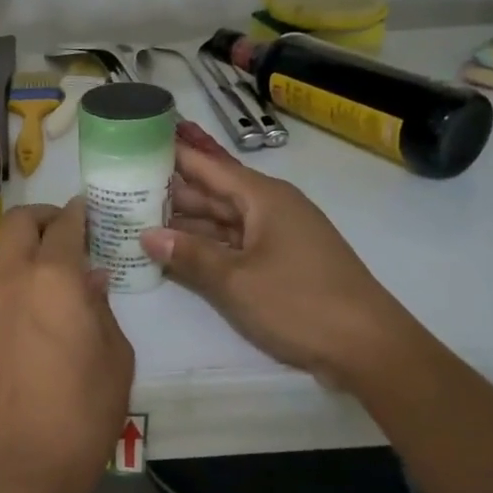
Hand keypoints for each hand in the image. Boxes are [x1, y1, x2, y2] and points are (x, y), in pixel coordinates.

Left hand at [0, 200, 133, 492]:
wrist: (28, 462)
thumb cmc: (86, 407)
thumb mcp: (116, 354)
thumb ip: (101, 307)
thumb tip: (90, 280)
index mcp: (53, 278)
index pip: (64, 224)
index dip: (80, 211)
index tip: (92, 209)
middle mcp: (16, 282)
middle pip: (18, 223)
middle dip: (44, 216)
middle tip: (70, 231)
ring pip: (6, 256)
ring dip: (30, 251)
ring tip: (61, 275)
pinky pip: (3, 292)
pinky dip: (22, 285)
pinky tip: (45, 315)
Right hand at [141, 122, 414, 389]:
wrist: (369, 348)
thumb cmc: (300, 303)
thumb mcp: (236, 281)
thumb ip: (190, 255)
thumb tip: (148, 234)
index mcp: (263, 198)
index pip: (209, 166)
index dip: (173, 155)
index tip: (136, 144)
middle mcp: (271, 208)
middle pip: (213, 193)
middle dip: (171, 192)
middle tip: (123, 188)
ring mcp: (278, 237)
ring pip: (223, 221)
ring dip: (186, 223)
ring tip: (138, 219)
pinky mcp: (282, 263)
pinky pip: (235, 245)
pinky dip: (207, 248)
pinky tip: (176, 253)